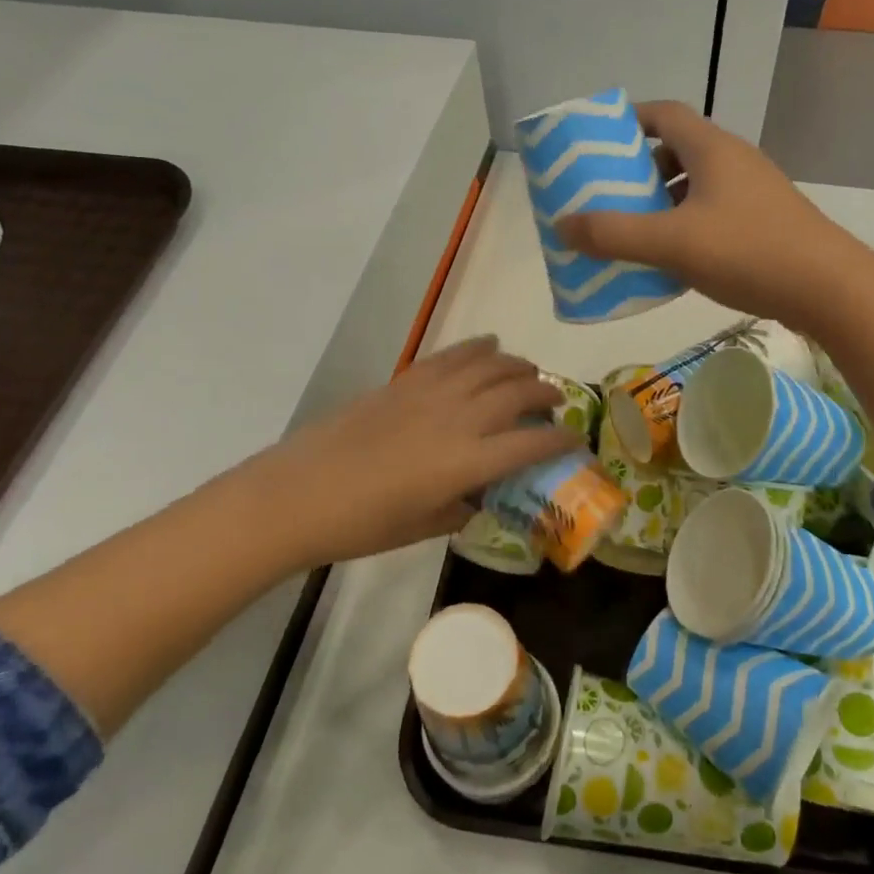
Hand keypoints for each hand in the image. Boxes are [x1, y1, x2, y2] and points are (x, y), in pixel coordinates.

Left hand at [227, 337, 574, 568]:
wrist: (298, 494)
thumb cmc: (361, 524)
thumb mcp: (422, 527)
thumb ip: (460, 509)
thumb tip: (477, 500)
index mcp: (468, 462)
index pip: (531, 443)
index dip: (561, 440)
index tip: (576, 441)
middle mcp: (459, 419)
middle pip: (518, 391)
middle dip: (546, 392)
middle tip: (556, 401)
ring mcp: (431, 394)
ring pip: (490, 365)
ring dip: (517, 365)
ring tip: (529, 371)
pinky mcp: (405, 381)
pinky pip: (452, 356)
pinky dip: (477, 348)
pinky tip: (488, 346)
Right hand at [552, 101, 867, 333]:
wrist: (829, 288)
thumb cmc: (747, 251)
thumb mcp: (671, 243)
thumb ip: (614, 234)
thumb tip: (561, 225)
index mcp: (711, 149)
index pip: (664, 113)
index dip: (628, 121)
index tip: (597, 142)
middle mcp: (734, 161)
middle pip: (677, 151)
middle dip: (639, 171)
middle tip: (607, 196)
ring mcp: (754, 193)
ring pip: (696, 187)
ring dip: (662, 203)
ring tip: (632, 231)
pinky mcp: (765, 224)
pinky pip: (713, 214)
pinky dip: (686, 227)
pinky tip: (672, 260)